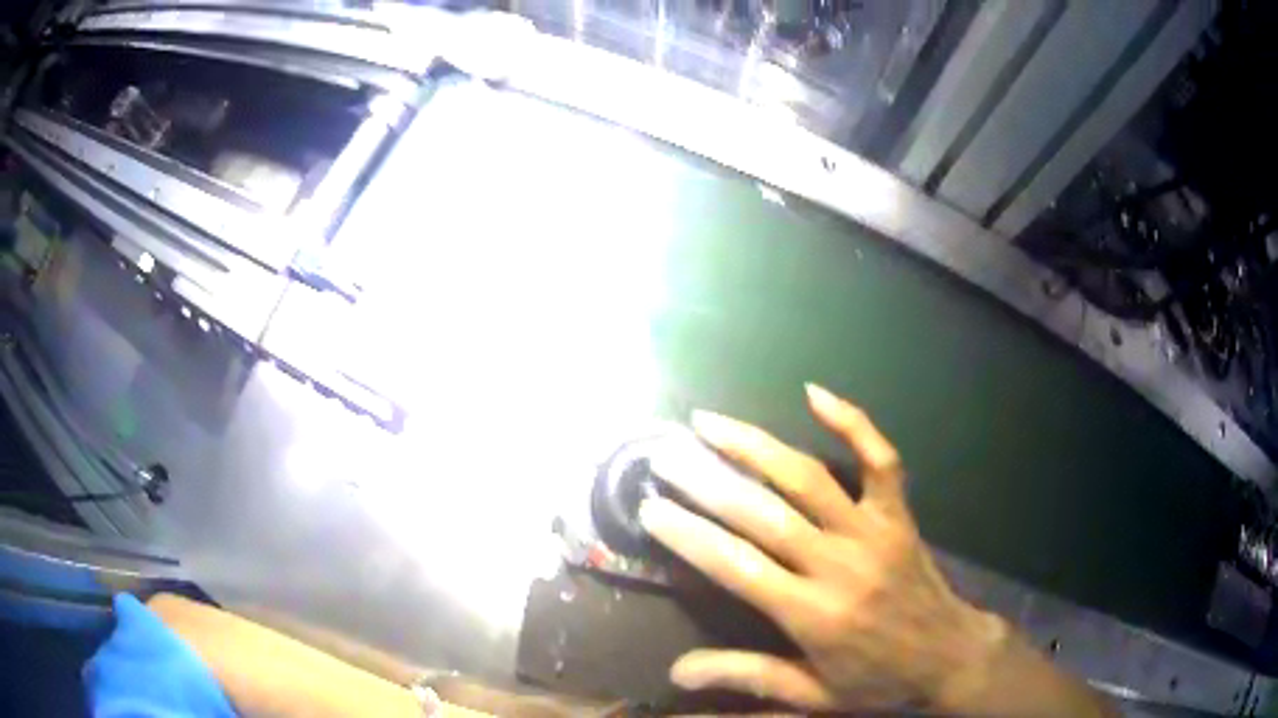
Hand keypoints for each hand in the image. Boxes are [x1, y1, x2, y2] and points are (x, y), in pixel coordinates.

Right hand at [638, 384, 1006, 711]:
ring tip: (710, 422)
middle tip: (665, 456)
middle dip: (706, 482)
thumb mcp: (812, 695)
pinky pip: (880, 460)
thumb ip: (748, 678)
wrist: (949, 655)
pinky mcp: (898, 514)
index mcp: (812, 614)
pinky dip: (851, 422)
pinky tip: (815, 393)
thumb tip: (677, 673)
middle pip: (762, 514)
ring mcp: (872, 532)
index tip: (651, 509)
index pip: (736, 567)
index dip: (689, 536)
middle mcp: (838, 565)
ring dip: (755, 446)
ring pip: (808, 477)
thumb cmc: (877, 679)